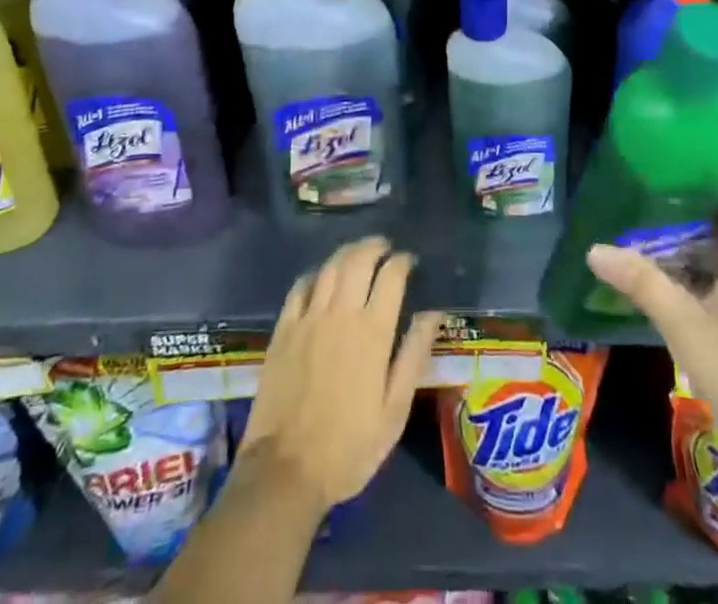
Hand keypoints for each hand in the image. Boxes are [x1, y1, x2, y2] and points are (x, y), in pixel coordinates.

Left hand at [237, 236, 442, 514]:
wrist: (285, 471)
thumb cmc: (349, 446)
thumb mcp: (394, 410)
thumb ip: (414, 355)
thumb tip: (433, 313)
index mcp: (373, 332)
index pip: (391, 276)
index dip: (402, 261)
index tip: (409, 261)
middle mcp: (340, 314)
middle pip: (359, 260)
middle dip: (375, 247)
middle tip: (385, 247)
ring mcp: (308, 318)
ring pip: (330, 267)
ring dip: (347, 253)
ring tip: (358, 253)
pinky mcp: (283, 329)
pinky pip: (300, 287)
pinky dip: (316, 274)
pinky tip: (322, 278)